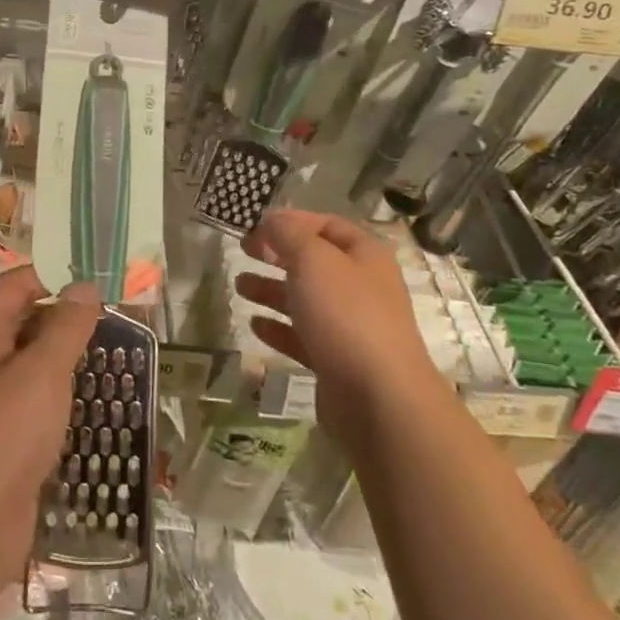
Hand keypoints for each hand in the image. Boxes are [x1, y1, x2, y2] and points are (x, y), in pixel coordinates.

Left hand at [0, 267, 99, 604]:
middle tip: (117, 316)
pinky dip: (60, 392)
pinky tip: (92, 398)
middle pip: (24, 319)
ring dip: (66, 355)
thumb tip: (85, 285)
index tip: (99, 278)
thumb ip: (66, 326)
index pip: (17, 284)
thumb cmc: (3, 437)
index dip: (54, 275)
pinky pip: (33, 398)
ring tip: (114, 352)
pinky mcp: (2, 435)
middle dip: (66, 316)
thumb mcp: (42, 373)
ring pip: (31, 361)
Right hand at [237, 210, 436, 435]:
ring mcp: (350, 326)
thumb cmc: (346, 314)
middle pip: (314, 262)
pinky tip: (255, 325)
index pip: (326, 224)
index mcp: (364, 255)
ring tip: (240, 287)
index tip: (256, 225)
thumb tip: (271, 220)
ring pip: (305, 299)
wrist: (379, 398)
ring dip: (271, 290)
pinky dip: (278, 328)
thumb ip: (288, 234)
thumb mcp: (313, 259)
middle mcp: (361, 286)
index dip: (291, 220)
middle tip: (243, 251)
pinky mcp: (337, 361)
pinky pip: (303, 336)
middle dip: (277, 255)